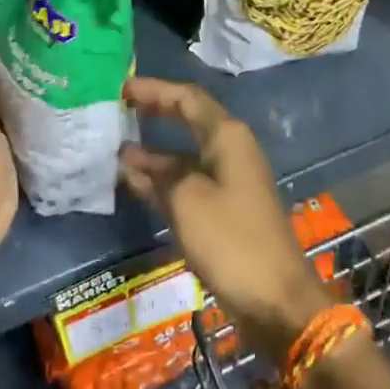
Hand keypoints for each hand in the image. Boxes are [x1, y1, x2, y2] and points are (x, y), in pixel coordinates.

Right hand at [118, 78, 331, 361]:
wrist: (276, 301)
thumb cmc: (231, 240)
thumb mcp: (187, 200)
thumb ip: (156, 173)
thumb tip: (130, 158)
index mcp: (227, 137)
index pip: (187, 98)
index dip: (155, 90)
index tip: (122, 88)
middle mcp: (229, 151)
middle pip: (187, 121)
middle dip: (155, 113)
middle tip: (118, 109)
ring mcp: (227, 182)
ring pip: (184, 156)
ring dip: (152, 152)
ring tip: (113, 149)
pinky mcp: (223, 211)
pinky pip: (187, 183)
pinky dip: (161, 180)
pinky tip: (132, 182)